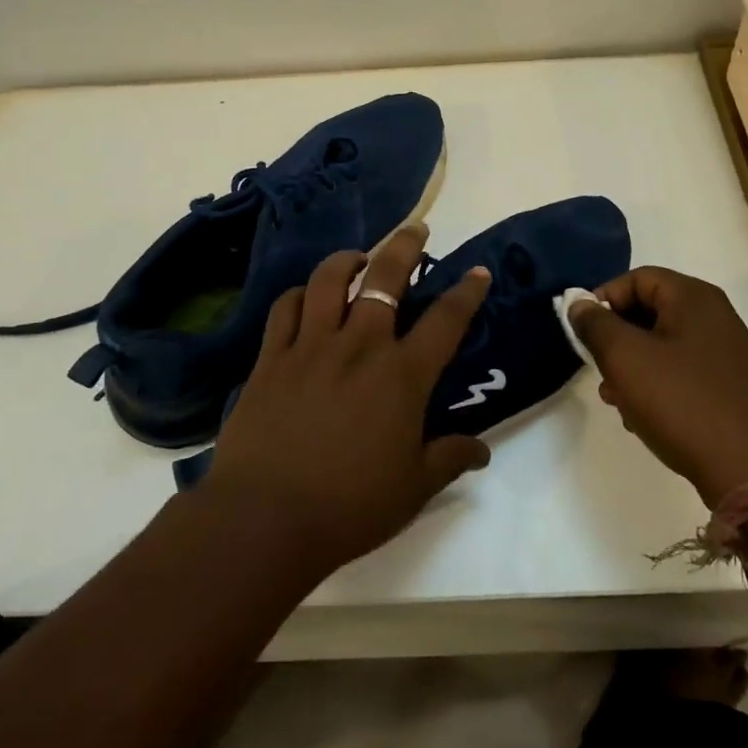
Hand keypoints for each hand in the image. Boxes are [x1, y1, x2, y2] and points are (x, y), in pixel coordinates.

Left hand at [202, 227, 492, 576]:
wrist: (265, 519)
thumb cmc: (349, 506)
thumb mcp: (413, 488)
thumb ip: (449, 458)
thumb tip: (481, 449)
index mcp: (401, 376)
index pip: (445, 321)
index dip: (466, 292)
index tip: (477, 271)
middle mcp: (358, 347)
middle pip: (385, 278)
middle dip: (405, 246)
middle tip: (415, 229)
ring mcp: (310, 347)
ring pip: (329, 280)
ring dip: (348, 259)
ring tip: (358, 258)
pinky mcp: (270, 358)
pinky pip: (285, 308)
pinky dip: (300, 294)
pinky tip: (306, 297)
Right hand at [568, 267, 747, 506]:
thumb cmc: (682, 402)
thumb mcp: (625, 358)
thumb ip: (595, 324)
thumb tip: (579, 303)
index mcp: (694, 298)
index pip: (636, 278)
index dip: (603, 299)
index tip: (582, 332)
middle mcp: (716, 317)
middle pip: (650, 311)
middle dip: (616, 339)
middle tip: (598, 369)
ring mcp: (729, 354)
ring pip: (664, 346)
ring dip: (633, 367)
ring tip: (617, 401)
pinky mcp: (734, 389)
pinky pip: (684, 373)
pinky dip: (658, 386)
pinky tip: (645, 418)